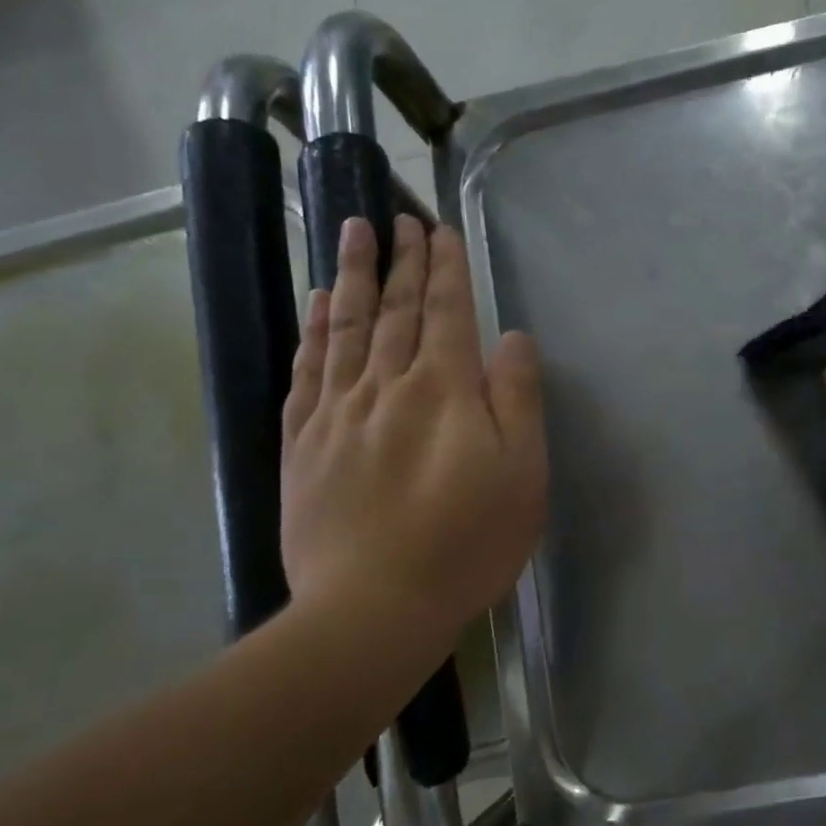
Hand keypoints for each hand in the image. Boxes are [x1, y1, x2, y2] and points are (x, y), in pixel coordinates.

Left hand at [281, 214, 547, 657]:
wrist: (373, 607)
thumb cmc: (467, 544)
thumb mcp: (522, 476)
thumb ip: (518, 400)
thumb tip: (511, 338)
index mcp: (444, 391)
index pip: (444, 313)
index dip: (444, 269)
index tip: (440, 230)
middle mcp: (386, 386)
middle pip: (394, 310)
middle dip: (401, 261)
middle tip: (400, 218)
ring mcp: (337, 413)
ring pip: (345, 328)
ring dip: (352, 276)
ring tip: (353, 232)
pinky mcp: (303, 444)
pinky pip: (307, 371)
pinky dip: (313, 331)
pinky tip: (317, 305)